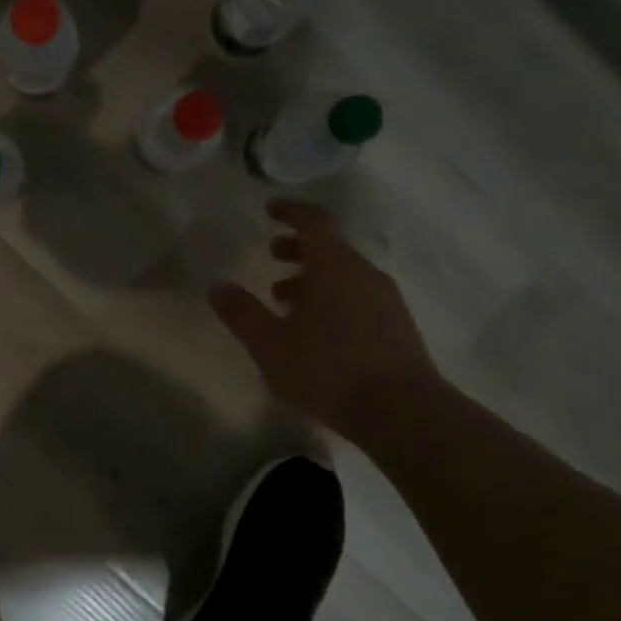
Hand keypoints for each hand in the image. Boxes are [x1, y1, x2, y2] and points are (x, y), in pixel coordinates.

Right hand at [210, 199, 441, 435]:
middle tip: (272, 255)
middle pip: (330, 247)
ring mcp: (385, 299)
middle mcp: (363, 273)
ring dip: (313, 278)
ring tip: (285, 300)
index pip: (313, 220)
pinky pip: (358, 297)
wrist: (402, 411)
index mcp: (333, 266)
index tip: (270, 210)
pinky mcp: (397, 325)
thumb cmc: (328, 370)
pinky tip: (317, 331)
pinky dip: (333, 298)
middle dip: (298, 248)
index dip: (290, 211)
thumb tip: (217, 286)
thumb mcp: (270, 345)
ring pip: (344, 274)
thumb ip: (242, 314)